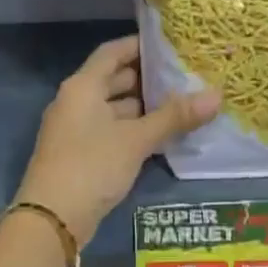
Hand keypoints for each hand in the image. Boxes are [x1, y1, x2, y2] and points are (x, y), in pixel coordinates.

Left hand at [13, 35, 217, 245]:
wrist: (51, 221)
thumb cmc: (91, 166)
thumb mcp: (136, 139)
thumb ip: (174, 116)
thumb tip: (216, 95)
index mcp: (83, 86)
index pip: (112, 52)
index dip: (140, 45)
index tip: (171, 45)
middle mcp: (76, 101)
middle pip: (114, 79)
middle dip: (148, 78)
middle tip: (185, 75)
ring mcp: (77, 129)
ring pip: (115, 108)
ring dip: (144, 107)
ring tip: (182, 104)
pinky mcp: (82, 155)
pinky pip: (112, 131)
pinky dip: (135, 129)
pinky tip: (163, 135)